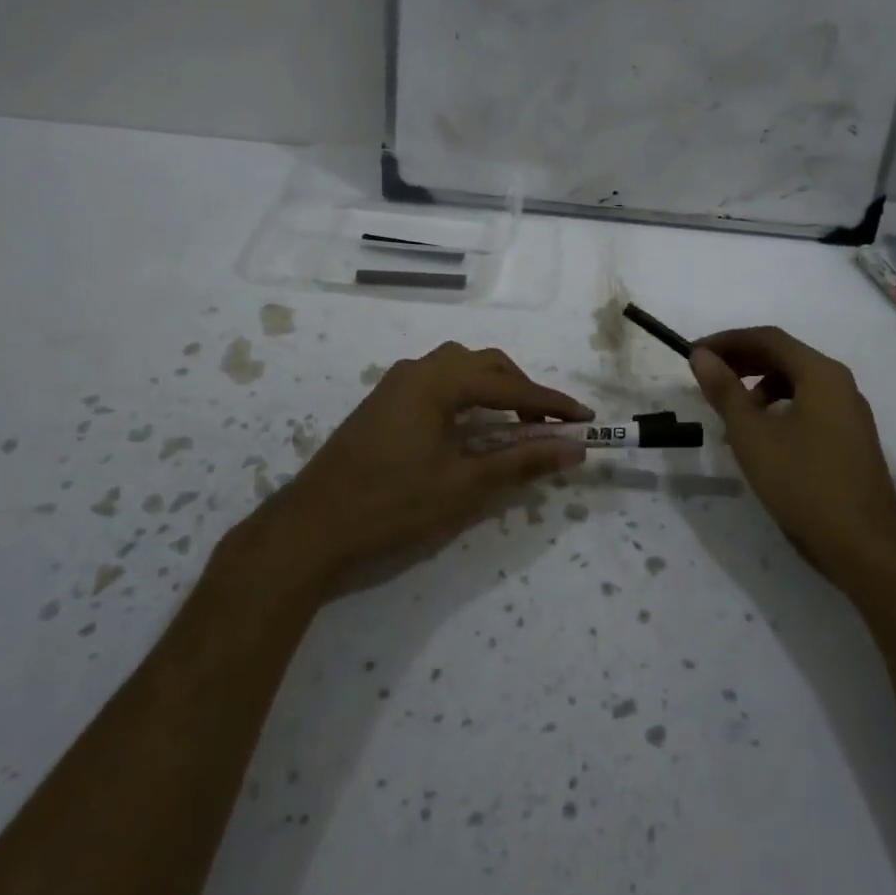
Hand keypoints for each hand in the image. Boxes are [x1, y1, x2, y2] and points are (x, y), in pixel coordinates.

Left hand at [268, 342, 591, 590]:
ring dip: (493, 389)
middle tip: (550, 424)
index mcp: (437, 381)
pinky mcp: (383, 403)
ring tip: (516, 422)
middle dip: (522, 390)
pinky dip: (467, 397)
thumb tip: (573, 449)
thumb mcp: (464, 487)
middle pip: (484, 365)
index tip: (585, 419)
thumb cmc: (391, 506)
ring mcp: (395, 385)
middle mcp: (416, 370)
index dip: (550, 403)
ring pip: (458, 370)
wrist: (310, 528)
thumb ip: (521, 462)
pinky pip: (437, 384)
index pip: (508, 386)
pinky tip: (472, 427)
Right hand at [690, 327, 895, 585]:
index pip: (769, 338)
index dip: (727, 340)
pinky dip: (779, 408)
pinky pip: (809, 407)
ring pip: (797, 383)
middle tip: (707, 375)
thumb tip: (702, 355)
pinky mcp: (851, 441)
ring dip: (759, 386)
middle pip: (785, 357)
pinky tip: (761, 437)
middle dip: (742, 360)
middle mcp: (841, 385)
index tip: (695, 353)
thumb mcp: (752, 435)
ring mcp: (850, 414)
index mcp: (822, 375)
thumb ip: (725, 390)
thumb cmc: (804, 484)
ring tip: (730, 411)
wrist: (866, 550)